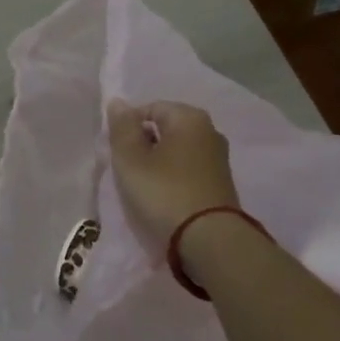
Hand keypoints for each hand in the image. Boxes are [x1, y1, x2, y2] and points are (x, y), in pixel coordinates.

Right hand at [106, 99, 241, 241]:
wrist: (210, 240)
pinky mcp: (222, 183)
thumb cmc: (164, 192)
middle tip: (129, 172)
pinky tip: (164, 198)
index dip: (128, 129)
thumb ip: (122, 128)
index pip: (150, 109)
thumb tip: (118, 101)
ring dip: (158, 164)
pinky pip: (189, 171)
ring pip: (177, 151)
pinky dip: (174, 178)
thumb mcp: (131, 159)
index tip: (119, 154)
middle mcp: (210, 130)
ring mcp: (219, 158)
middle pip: (165, 130)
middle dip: (144, 146)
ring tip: (144, 188)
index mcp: (189, 117)